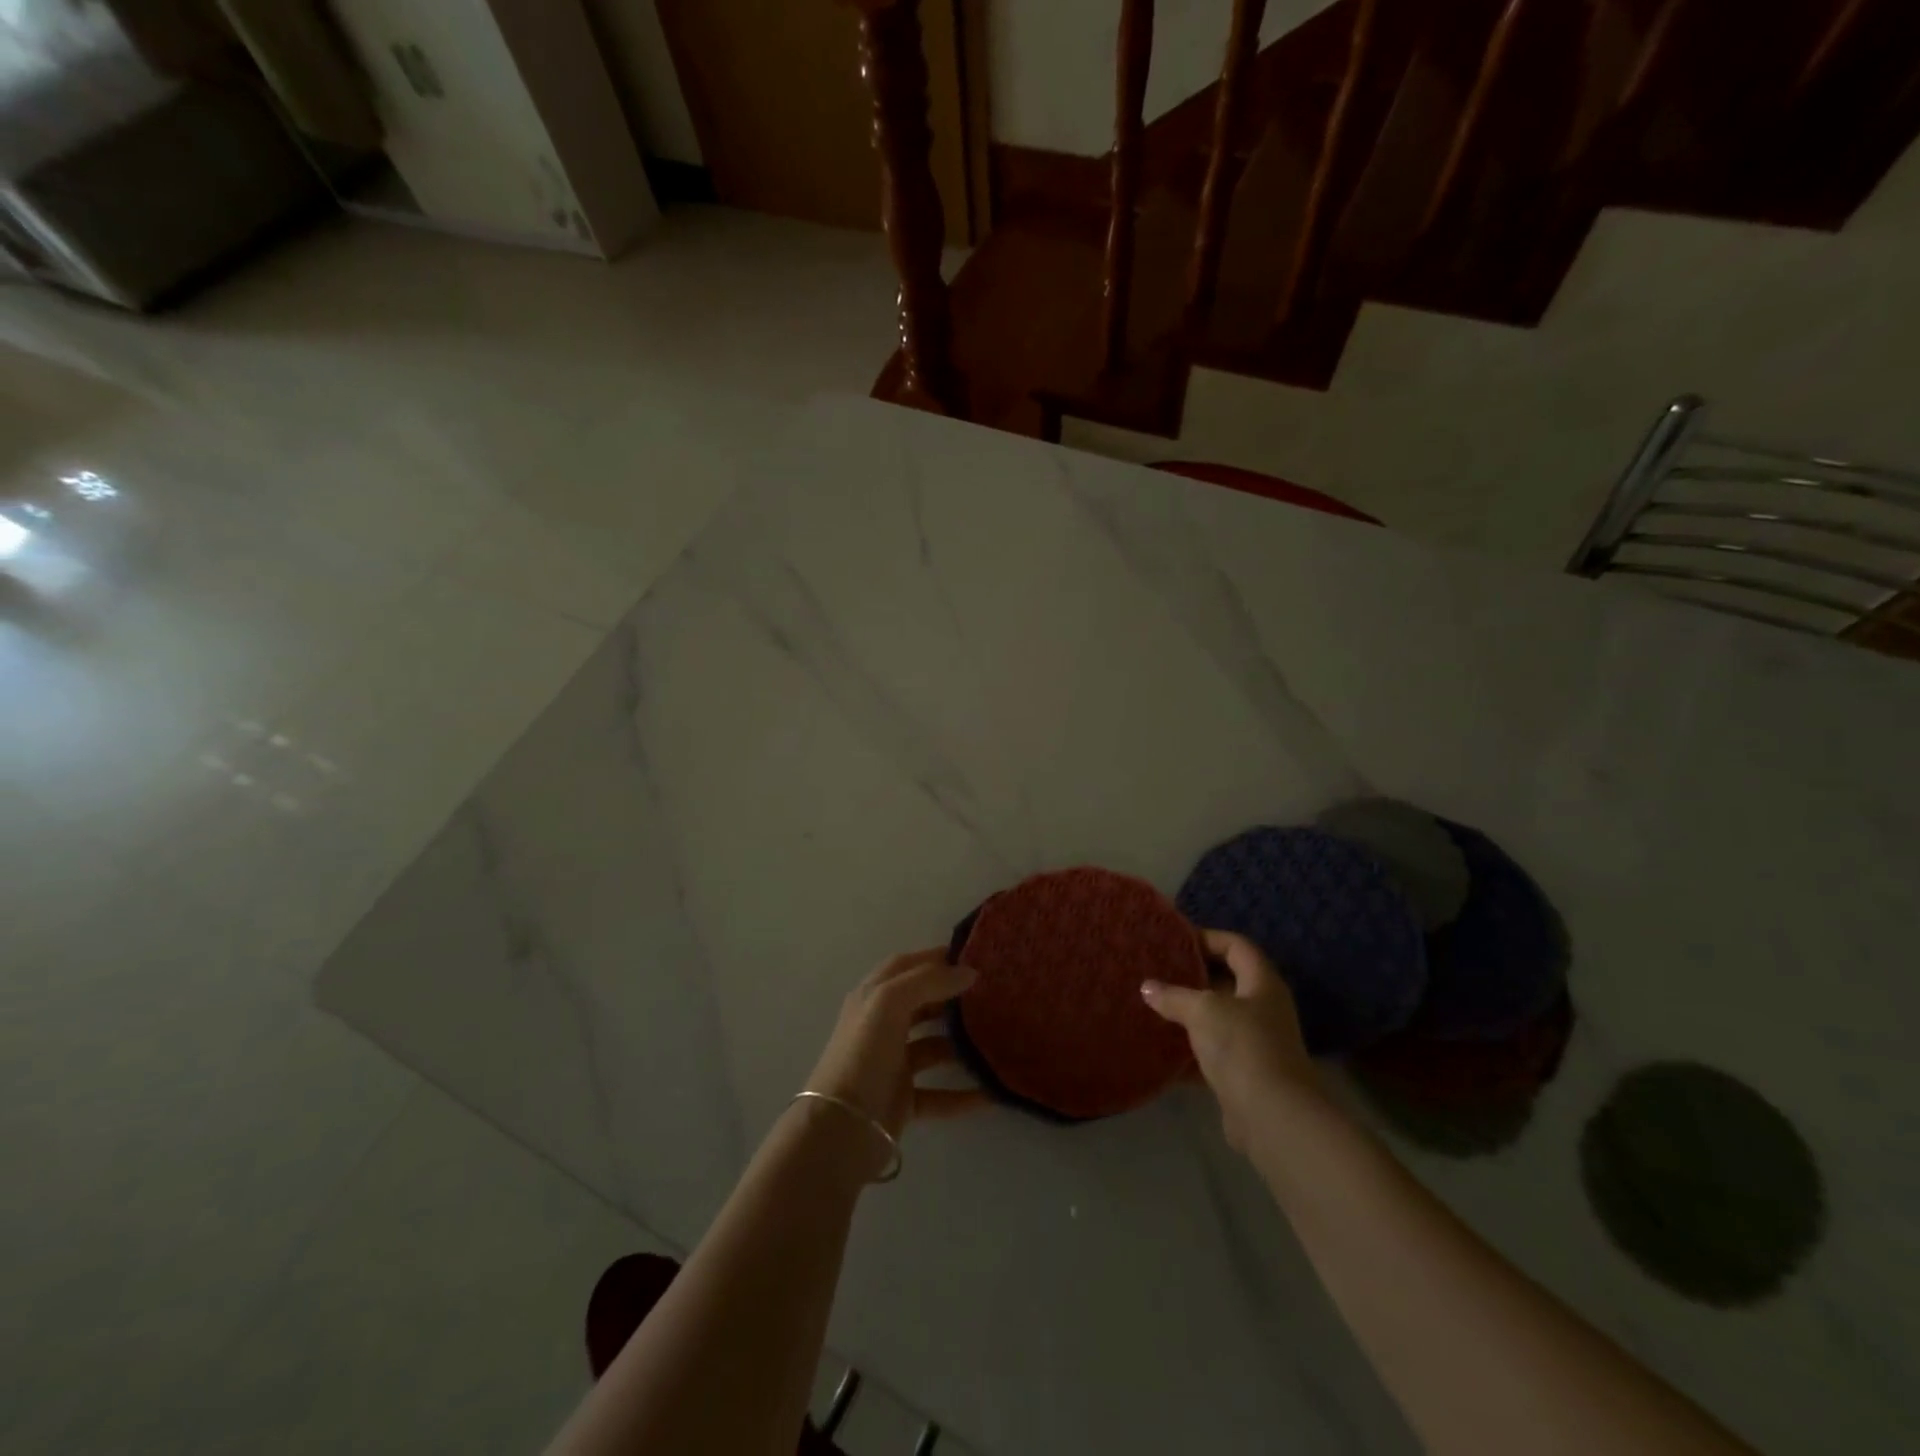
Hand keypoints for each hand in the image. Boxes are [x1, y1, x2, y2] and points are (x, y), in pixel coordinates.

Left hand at [806, 948, 989, 1142]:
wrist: (840, 1129)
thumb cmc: (863, 1054)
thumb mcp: (889, 1003)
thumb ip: (928, 981)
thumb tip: (969, 972)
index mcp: (872, 998)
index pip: (904, 965)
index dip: (934, 957)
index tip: (971, 956)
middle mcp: (881, 1027)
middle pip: (921, 1004)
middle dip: (951, 998)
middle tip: (990, 995)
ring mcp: (891, 1064)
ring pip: (932, 1048)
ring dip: (961, 1045)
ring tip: (996, 1039)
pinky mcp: (902, 1100)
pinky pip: (939, 1094)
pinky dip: (963, 1094)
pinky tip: (991, 1092)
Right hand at [1142, 929, 1322, 1151]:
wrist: (1273, 1116)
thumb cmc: (1242, 1046)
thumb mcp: (1203, 1011)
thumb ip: (1174, 996)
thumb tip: (1148, 987)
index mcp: (1262, 983)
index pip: (1237, 946)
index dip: (1208, 938)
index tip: (1174, 941)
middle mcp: (1264, 1008)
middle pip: (1227, 982)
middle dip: (1193, 977)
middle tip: (1158, 971)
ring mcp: (1256, 1043)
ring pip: (1218, 1018)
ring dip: (1189, 1014)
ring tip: (1154, 1004)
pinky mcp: (1244, 1074)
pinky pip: (1212, 1052)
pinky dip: (1189, 1049)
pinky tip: (1161, 1047)